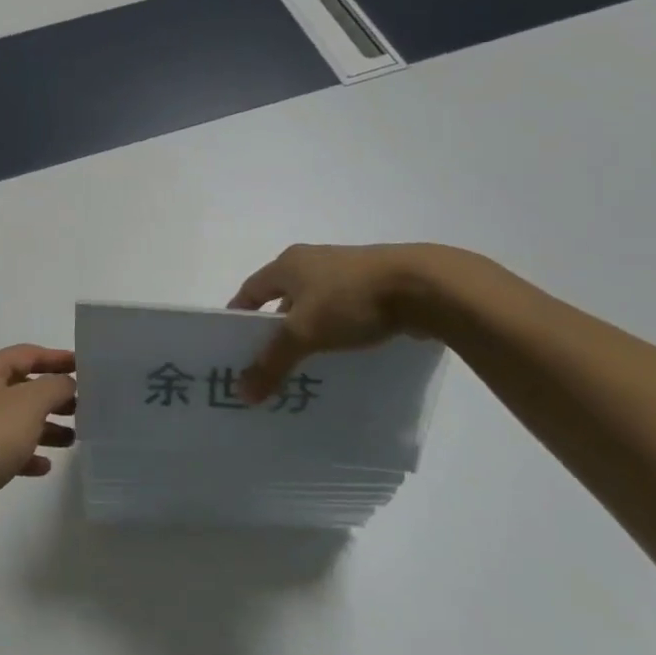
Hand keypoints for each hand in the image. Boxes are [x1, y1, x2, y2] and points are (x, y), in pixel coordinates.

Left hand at [0, 345, 76, 542]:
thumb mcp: (29, 403)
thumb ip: (55, 386)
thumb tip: (66, 383)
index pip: (28, 354)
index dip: (58, 358)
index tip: (86, 367)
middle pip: (23, 386)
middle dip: (54, 395)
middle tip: (85, 407)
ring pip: (17, 419)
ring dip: (46, 426)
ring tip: (74, 438)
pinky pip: (7, 449)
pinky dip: (27, 453)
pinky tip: (45, 466)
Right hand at [228, 244, 461, 401]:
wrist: (423, 286)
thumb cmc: (350, 300)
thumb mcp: (304, 332)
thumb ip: (272, 362)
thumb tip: (241, 392)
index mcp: (288, 264)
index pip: (251, 290)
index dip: (239, 316)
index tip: (232, 346)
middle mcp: (313, 262)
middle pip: (282, 298)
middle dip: (274, 330)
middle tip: (267, 365)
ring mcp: (346, 272)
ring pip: (315, 307)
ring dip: (307, 333)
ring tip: (303, 367)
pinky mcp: (375, 287)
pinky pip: (343, 313)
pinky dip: (335, 333)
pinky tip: (340, 358)